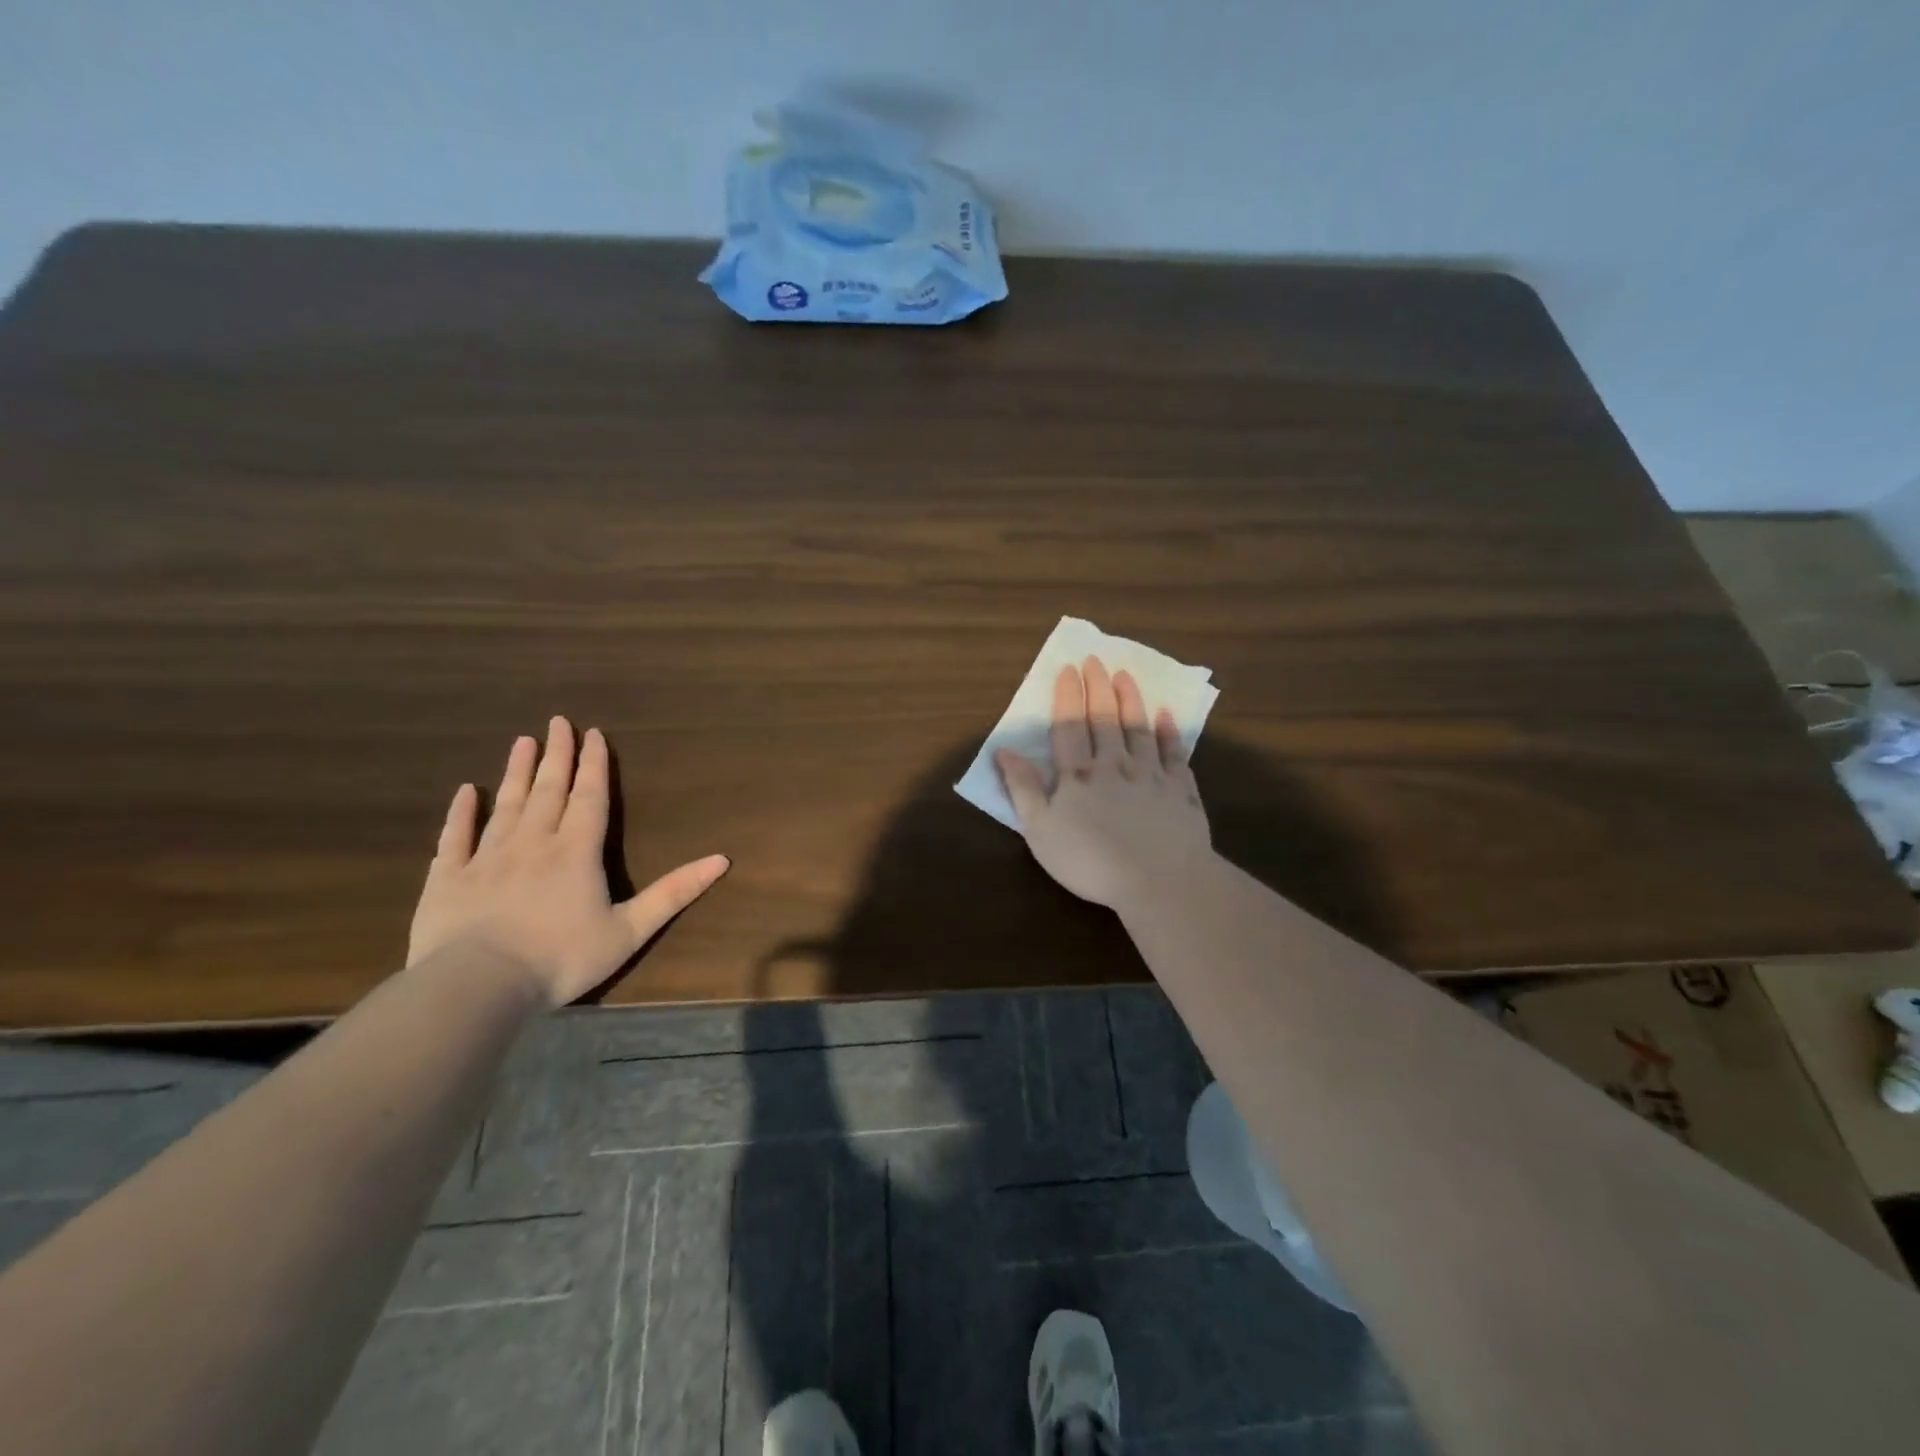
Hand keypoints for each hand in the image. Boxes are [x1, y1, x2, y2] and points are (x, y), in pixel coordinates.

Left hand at [407, 717, 729, 1006]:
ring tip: (522, 742)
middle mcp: (533, 843)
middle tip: (557, 721)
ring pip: (506, 804)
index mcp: (577, 852)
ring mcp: (487, 857)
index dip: (594, 765)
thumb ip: (674, 893)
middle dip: (557, 755)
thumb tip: (722, 860)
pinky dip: (461, 813)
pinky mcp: (448, 878)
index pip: (590, 798)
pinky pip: (456, 837)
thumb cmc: (561, 958)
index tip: (593, 733)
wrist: (477, 986)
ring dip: (517, 772)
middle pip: (549, 790)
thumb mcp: (630, 930)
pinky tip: (464, 792)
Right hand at [995, 657, 1212, 908]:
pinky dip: (1169, 732)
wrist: (1159, 880)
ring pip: (1138, 728)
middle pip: (1104, 719)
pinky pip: (1174, 753)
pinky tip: (1166, 716)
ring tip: (1125, 675)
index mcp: (1078, 775)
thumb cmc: (1090, 861)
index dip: (1066, 696)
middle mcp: (1114, 764)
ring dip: (1131, 700)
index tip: (1067, 669)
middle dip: (1097, 687)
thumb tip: (1004, 750)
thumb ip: (1023, 788)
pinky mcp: (1180, 790)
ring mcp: (1151, 774)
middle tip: (1095, 660)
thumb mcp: (1041, 830)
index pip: (1069, 726)